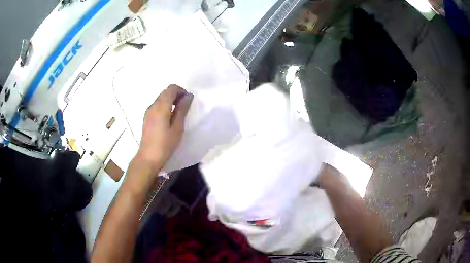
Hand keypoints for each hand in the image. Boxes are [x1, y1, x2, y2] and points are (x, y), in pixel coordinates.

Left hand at [135, 85, 192, 172]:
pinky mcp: (147, 117)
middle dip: (177, 95)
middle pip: (165, 92)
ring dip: (171, 100)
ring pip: (161, 98)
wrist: (148, 157)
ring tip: (179, 113)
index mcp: (161, 106)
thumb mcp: (177, 127)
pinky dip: (165, 106)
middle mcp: (153, 105)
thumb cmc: (165, 144)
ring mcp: (148, 111)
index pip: (171, 88)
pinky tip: (170, 118)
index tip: (188, 100)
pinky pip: (157, 105)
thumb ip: (182, 109)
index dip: (182, 91)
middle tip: (185, 106)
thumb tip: (188, 96)